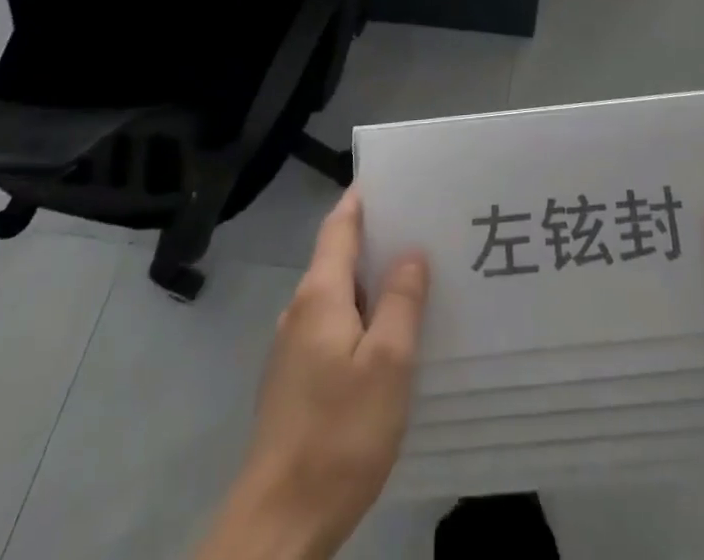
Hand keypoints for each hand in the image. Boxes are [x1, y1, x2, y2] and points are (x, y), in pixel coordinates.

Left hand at [197, 189, 429, 559]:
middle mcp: (300, 311)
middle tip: (425, 229)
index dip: (363, 197)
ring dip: (372, 282)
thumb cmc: (338, 434)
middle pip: (339, 256)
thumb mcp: (387, 364)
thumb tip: (411, 252)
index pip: (339, 225)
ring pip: (338, 295)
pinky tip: (390, 339)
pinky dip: (362, 317)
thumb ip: (400, 301)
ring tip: (417, 279)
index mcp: (319, 295)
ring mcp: (293, 349)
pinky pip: (334, 329)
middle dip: (378, 239)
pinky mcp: (295, 383)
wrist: (278, 524)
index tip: (395, 179)